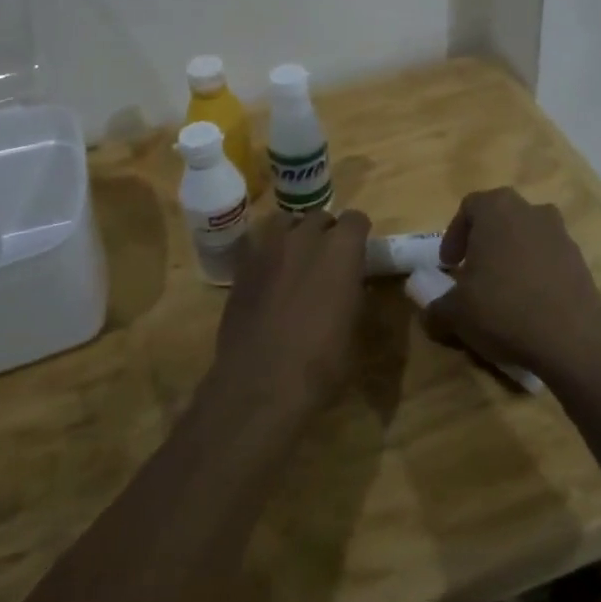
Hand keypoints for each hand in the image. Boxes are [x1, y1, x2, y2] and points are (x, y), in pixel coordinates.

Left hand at [208, 209, 371, 419]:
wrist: (261, 384)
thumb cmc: (321, 363)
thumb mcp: (354, 329)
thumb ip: (355, 294)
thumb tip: (353, 284)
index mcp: (341, 250)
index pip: (356, 219)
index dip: (358, 234)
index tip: (358, 252)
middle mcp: (304, 237)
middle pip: (319, 217)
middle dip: (326, 233)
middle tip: (327, 260)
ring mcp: (268, 247)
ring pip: (285, 222)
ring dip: (294, 234)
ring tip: (295, 259)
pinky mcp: (242, 264)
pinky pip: (258, 242)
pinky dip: (267, 251)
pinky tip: (269, 275)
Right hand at [430, 188, 600, 385]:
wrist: (572, 338)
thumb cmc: (503, 308)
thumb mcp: (456, 313)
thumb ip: (437, 307)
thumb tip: (431, 313)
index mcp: (497, 209)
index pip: (469, 207)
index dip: (454, 235)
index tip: (449, 265)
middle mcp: (531, 210)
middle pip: (500, 218)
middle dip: (484, 242)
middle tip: (473, 272)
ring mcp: (560, 233)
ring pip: (526, 236)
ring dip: (512, 256)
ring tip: (502, 290)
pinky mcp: (580, 259)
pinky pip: (548, 258)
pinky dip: (535, 272)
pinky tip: (529, 303)